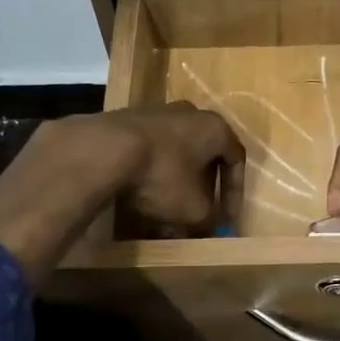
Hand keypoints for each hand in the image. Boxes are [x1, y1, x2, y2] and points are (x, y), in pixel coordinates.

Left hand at [97, 104, 245, 234]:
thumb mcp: (193, 209)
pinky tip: (140, 199)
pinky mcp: (126, 121)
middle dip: (201, 190)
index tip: (226, 219)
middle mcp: (189, 113)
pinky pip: (149, 152)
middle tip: (196, 215)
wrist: (103, 150)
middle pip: (202, 156)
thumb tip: (208, 227)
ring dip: (174, 185)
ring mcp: (155, 113)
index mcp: (214, 127)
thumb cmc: (162, 175)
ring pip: (174, 156)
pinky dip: (150, 175)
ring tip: (165, 214)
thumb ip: (208, 220)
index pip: (236, 159)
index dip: (234, 193)